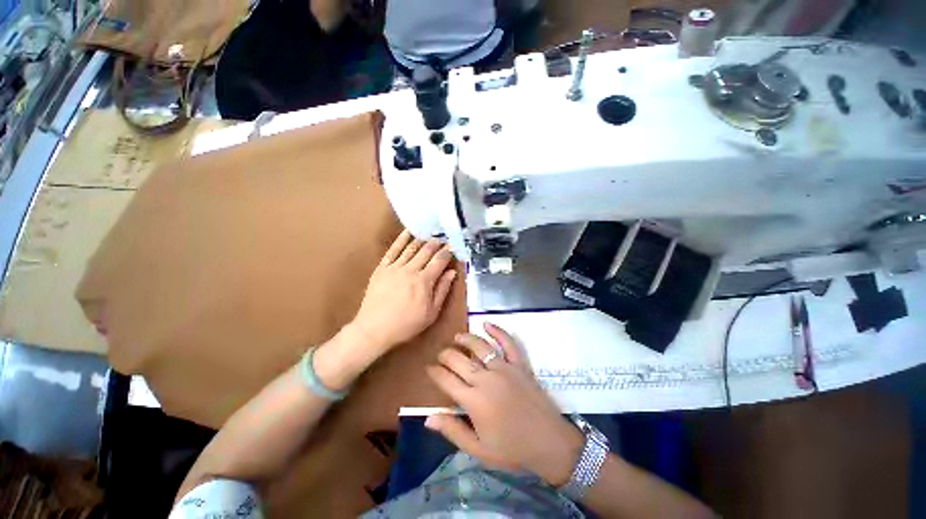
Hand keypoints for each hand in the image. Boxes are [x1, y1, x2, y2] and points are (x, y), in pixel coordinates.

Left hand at [351, 230, 457, 351]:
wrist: (374, 329)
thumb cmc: (406, 324)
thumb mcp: (431, 313)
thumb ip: (442, 290)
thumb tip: (452, 272)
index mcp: (424, 281)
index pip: (439, 261)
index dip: (447, 252)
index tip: (453, 246)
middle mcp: (411, 270)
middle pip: (426, 251)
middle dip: (436, 243)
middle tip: (443, 238)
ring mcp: (395, 267)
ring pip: (411, 248)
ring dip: (422, 239)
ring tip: (429, 234)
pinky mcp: (382, 267)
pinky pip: (393, 250)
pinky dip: (401, 239)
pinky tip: (408, 232)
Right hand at [425, 323, 583, 485]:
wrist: (549, 442)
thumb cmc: (512, 450)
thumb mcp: (479, 450)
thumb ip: (453, 431)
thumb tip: (428, 418)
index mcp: (474, 401)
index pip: (447, 380)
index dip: (435, 372)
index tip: (428, 368)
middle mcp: (486, 379)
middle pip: (459, 360)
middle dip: (445, 355)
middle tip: (440, 355)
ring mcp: (504, 368)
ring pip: (479, 346)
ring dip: (465, 339)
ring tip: (456, 337)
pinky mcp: (519, 364)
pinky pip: (507, 342)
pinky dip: (497, 331)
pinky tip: (486, 324)